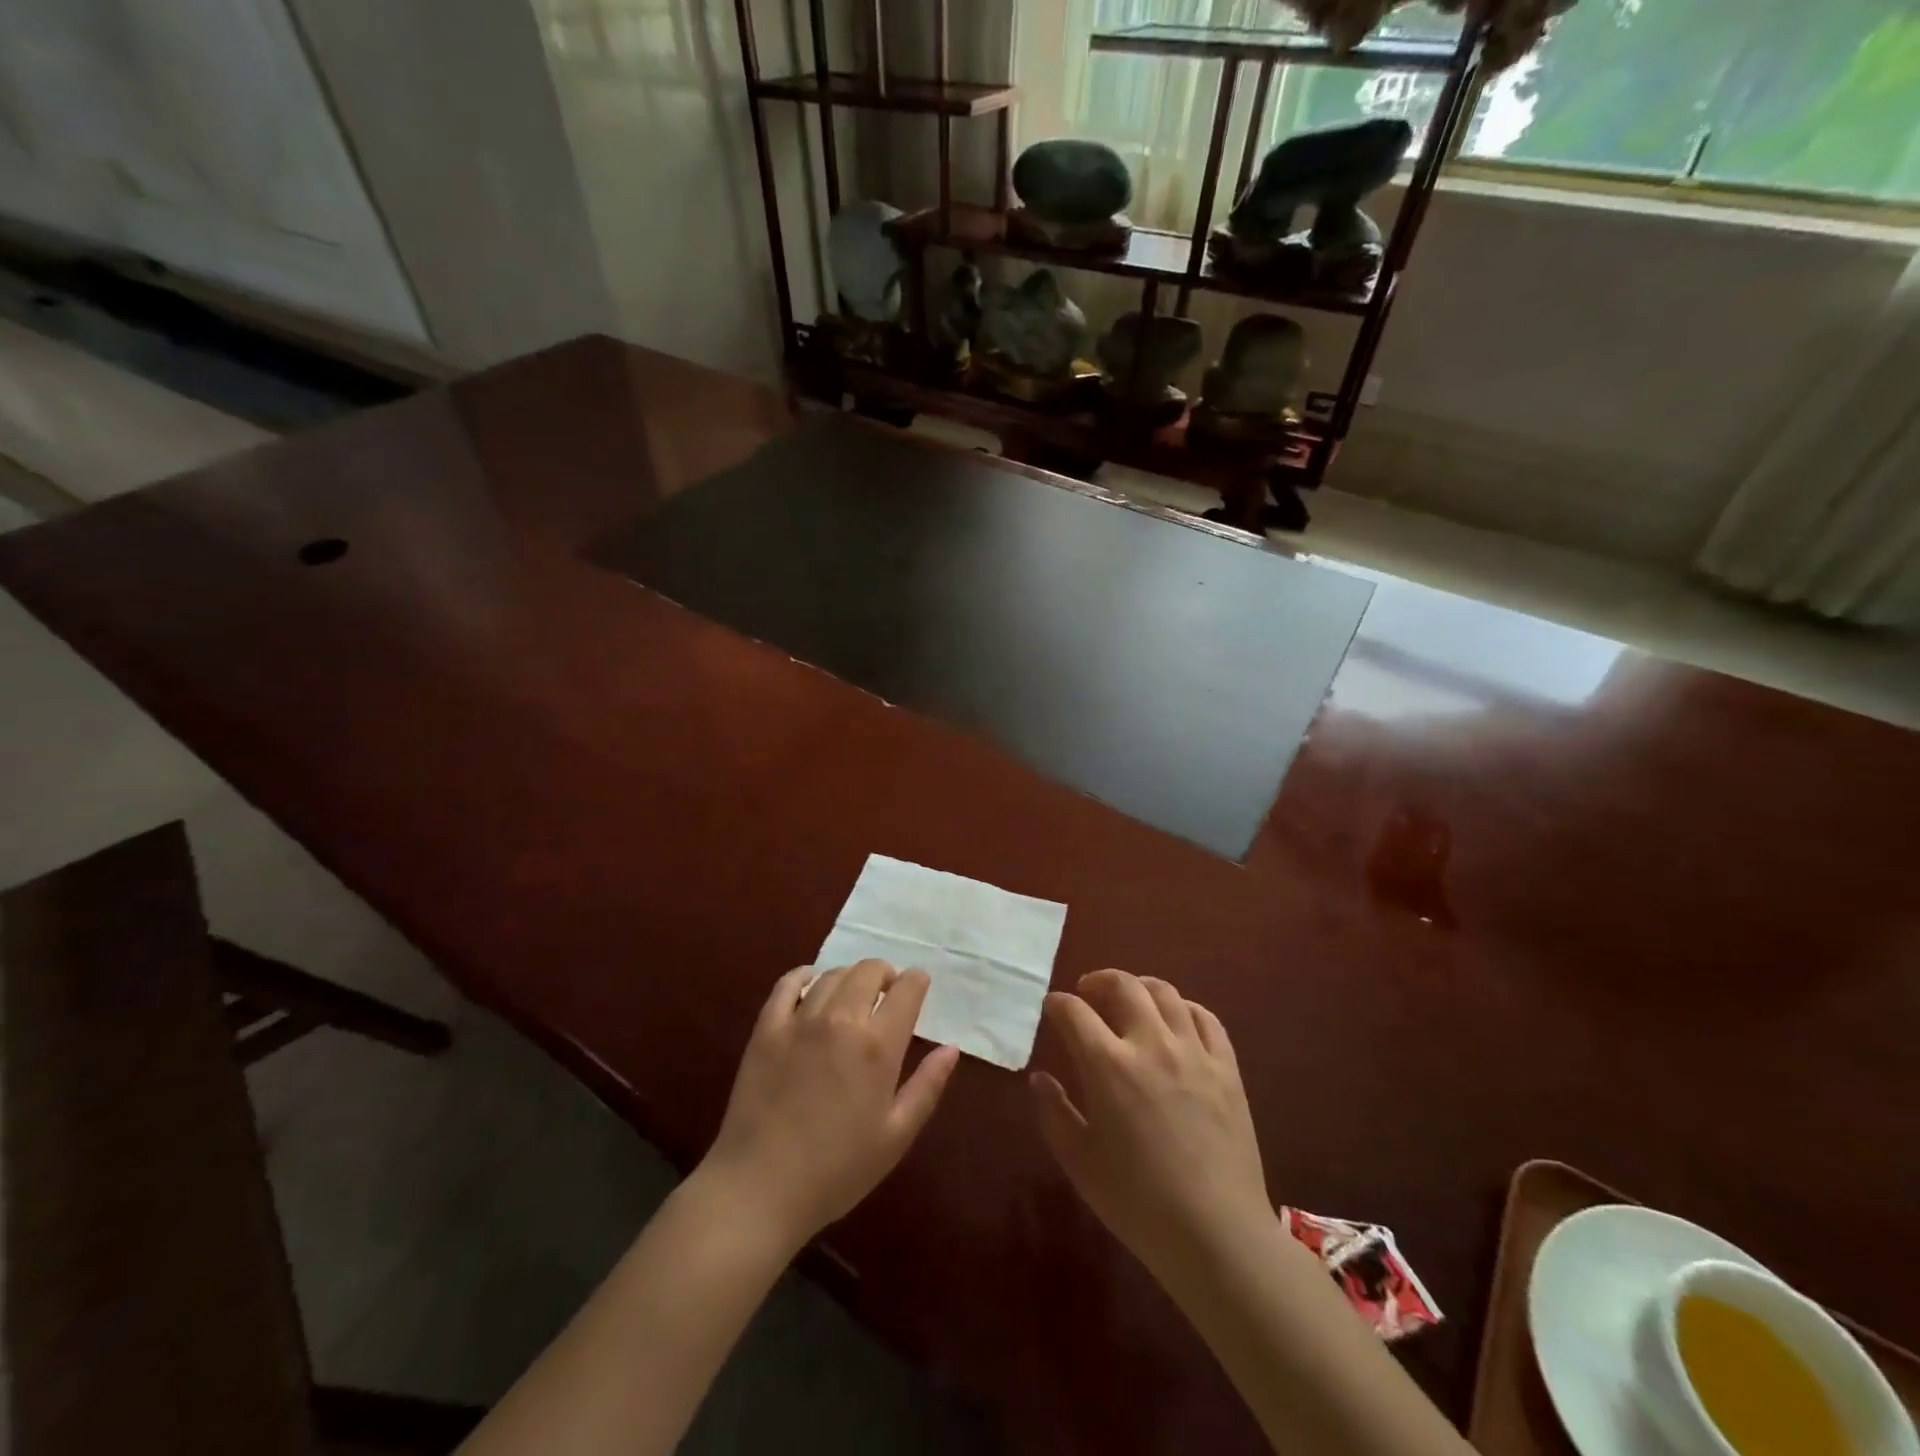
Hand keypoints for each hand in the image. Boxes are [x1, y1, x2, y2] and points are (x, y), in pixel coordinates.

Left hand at [700, 959, 960, 1248]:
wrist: (759, 1189)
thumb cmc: (837, 1170)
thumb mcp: (895, 1136)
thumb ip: (927, 1087)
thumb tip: (951, 1049)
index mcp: (878, 1046)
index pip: (906, 990)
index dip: (917, 981)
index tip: (918, 987)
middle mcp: (841, 1020)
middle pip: (869, 971)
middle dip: (885, 974)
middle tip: (887, 994)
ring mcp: (800, 1021)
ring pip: (832, 975)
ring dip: (850, 978)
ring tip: (853, 996)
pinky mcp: (767, 1029)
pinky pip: (788, 984)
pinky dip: (805, 977)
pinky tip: (811, 986)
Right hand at [1032, 969, 1272, 1279]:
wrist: (1216, 1234)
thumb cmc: (1137, 1202)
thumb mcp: (1080, 1162)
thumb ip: (1054, 1113)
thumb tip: (1040, 1077)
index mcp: (1108, 1065)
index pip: (1074, 1012)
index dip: (1057, 1004)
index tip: (1051, 1008)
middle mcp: (1150, 1044)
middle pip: (1123, 985)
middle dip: (1099, 981)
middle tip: (1088, 992)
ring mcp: (1193, 1052)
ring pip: (1165, 993)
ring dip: (1140, 987)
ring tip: (1131, 998)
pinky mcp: (1227, 1068)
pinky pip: (1206, 1019)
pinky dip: (1185, 1008)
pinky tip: (1176, 1020)